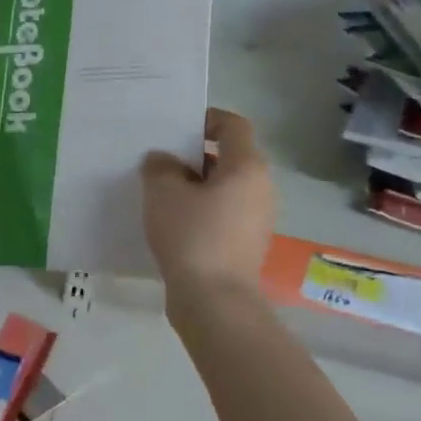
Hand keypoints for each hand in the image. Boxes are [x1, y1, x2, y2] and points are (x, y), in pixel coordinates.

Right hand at [142, 108, 276, 294]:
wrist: (214, 301)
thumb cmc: (192, 235)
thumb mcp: (163, 192)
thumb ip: (160, 167)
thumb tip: (163, 161)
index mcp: (247, 167)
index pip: (234, 125)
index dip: (206, 119)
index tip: (176, 128)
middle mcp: (261, 188)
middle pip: (229, 157)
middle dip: (193, 156)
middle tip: (159, 161)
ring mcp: (257, 219)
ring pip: (224, 188)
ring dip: (195, 186)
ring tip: (160, 193)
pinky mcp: (246, 244)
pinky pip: (223, 214)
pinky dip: (200, 211)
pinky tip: (172, 222)